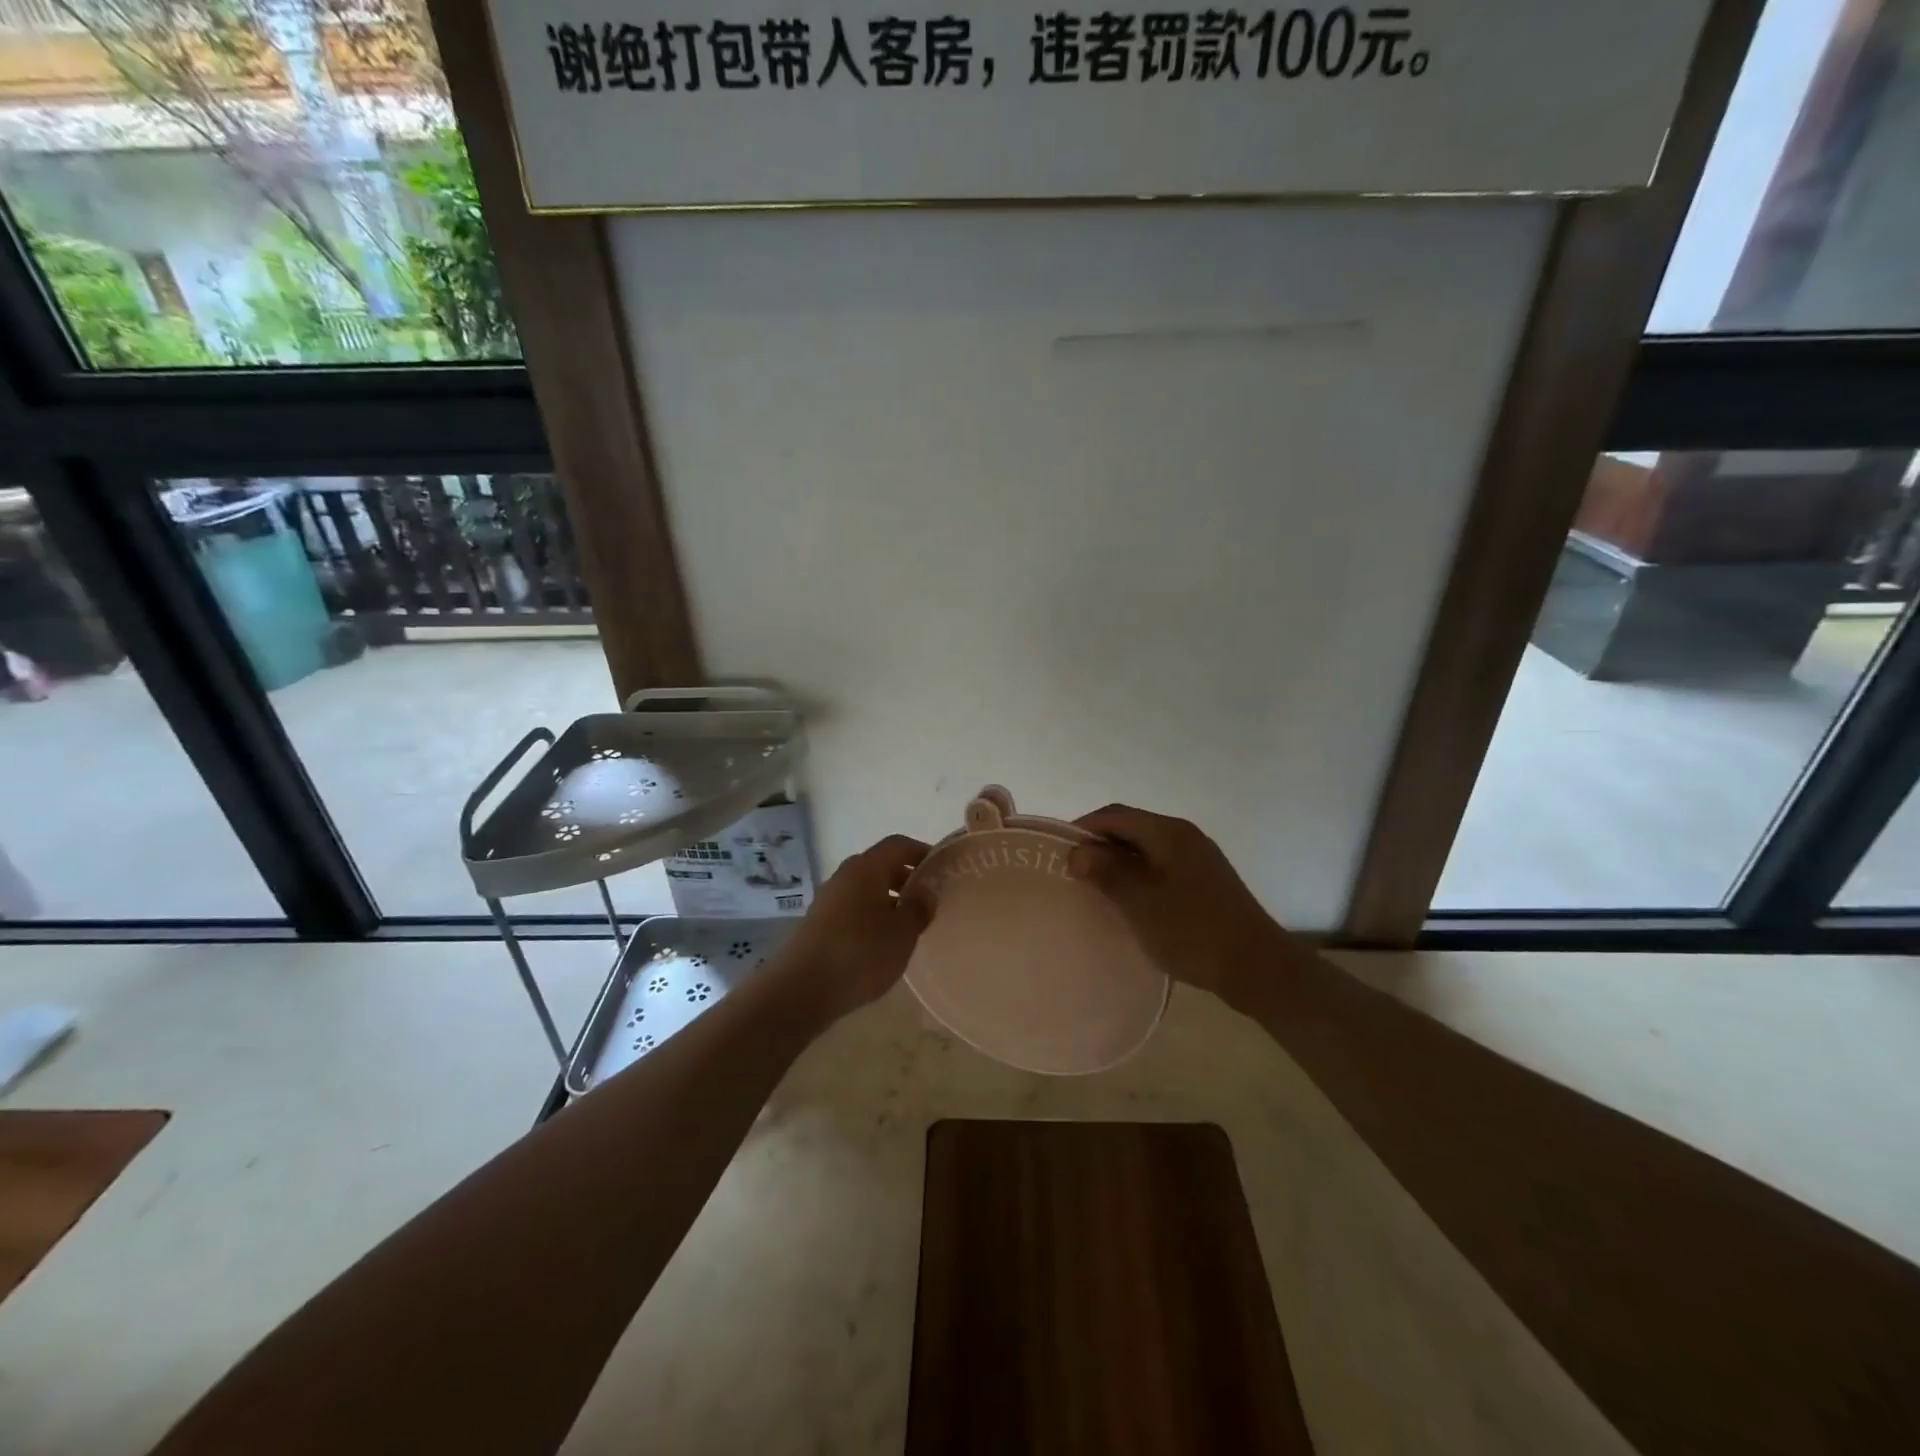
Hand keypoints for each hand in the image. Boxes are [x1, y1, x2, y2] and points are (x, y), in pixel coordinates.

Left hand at [778, 833, 930, 1020]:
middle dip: (906, 877)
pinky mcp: (818, 923)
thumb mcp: (902, 932)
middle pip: (879, 865)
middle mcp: (844, 876)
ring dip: (888, 898)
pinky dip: (870, 915)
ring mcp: (827, 899)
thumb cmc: (861, 953)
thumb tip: (926, 891)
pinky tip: (880, 942)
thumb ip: (919, 907)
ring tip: (907, 924)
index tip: (941, 869)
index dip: (921, 852)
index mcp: (866, 868)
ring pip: (864, 888)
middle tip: (928, 899)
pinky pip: (851, 908)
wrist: (801, 989)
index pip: (898, 845)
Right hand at [1068, 805, 1284, 1010]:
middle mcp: (1184, 835)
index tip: (1057, 853)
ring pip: (1146, 848)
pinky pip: (1161, 865)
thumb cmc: (1193, 931)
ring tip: (1095, 888)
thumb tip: (1077, 851)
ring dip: (1119, 861)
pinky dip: (1139, 874)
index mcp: (1168, 832)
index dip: (1083, 829)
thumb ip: (1107, 872)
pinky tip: (1130, 900)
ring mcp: (1198, 857)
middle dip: (1099, 844)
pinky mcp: (1206, 880)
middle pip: (1131, 827)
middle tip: (1073, 872)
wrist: (1257, 967)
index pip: (1114, 815)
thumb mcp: (1141, 902)